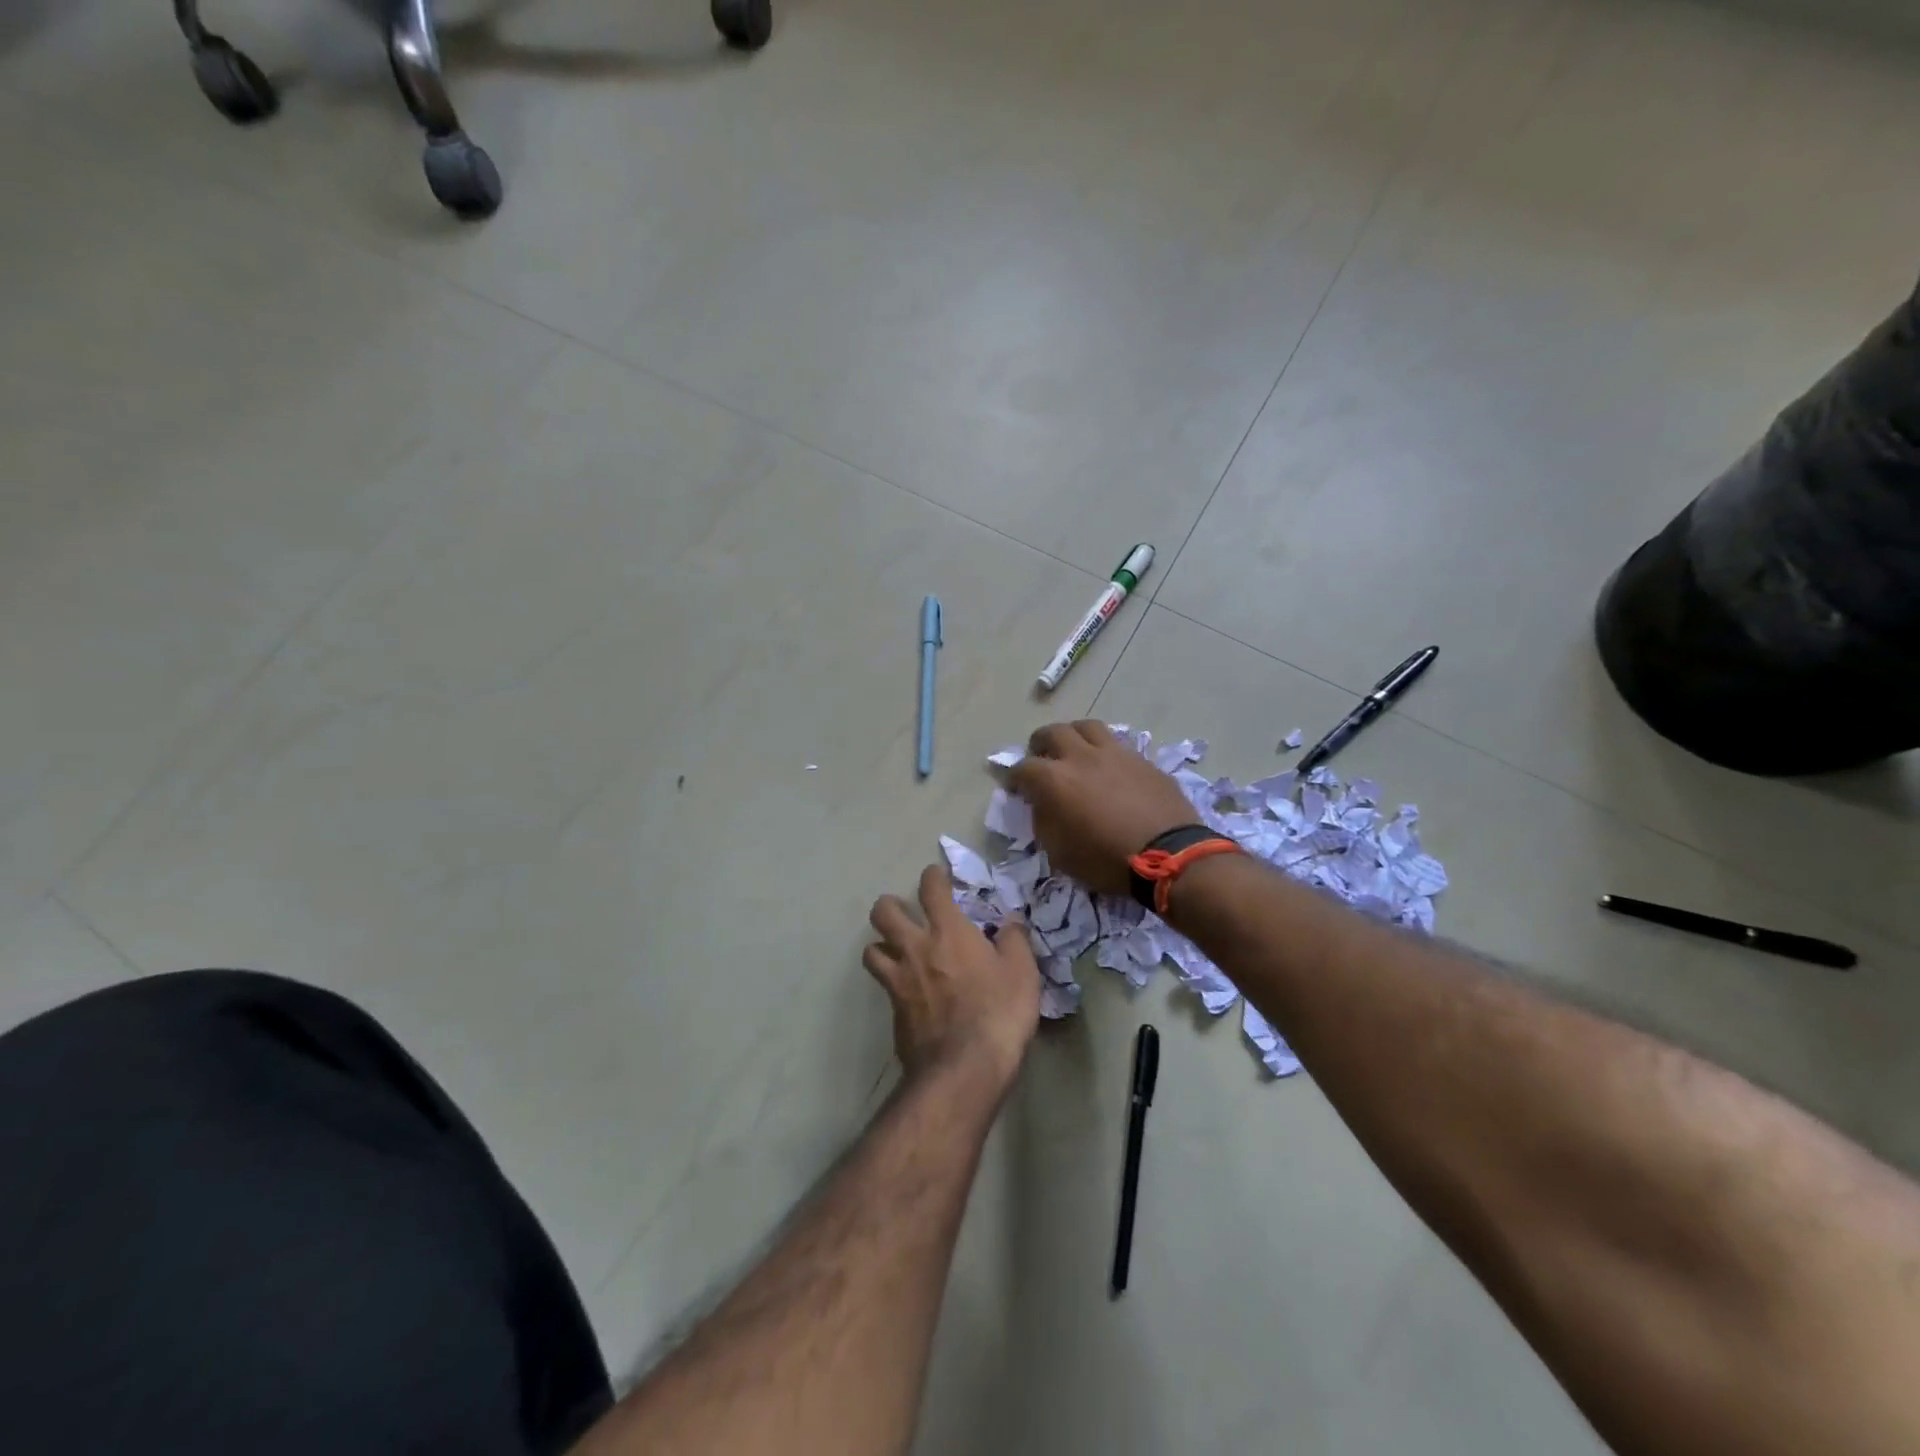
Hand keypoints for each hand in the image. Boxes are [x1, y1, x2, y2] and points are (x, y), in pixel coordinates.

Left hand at [865, 864, 1040, 1088]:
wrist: (963, 1068)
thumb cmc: (998, 1012)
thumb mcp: (1022, 972)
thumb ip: (1014, 941)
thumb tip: (1010, 922)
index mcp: (949, 932)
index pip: (931, 889)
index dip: (932, 877)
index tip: (937, 877)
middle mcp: (916, 949)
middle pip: (884, 913)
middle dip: (889, 905)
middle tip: (903, 911)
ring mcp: (899, 981)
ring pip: (872, 949)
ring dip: (881, 945)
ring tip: (894, 950)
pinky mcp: (893, 1011)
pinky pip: (882, 986)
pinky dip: (890, 982)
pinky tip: (905, 991)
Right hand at [1007, 721, 1200, 896]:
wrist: (1170, 856)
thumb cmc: (1106, 860)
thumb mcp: (1060, 853)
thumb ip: (1044, 822)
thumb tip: (1042, 805)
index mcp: (1054, 779)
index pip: (1022, 768)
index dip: (1014, 777)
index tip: (1015, 787)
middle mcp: (1081, 756)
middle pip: (1053, 732)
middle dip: (1040, 744)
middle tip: (1041, 758)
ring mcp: (1115, 753)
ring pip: (1087, 727)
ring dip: (1074, 736)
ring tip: (1075, 751)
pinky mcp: (1142, 760)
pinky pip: (1117, 745)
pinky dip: (1105, 752)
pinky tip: (1109, 768)